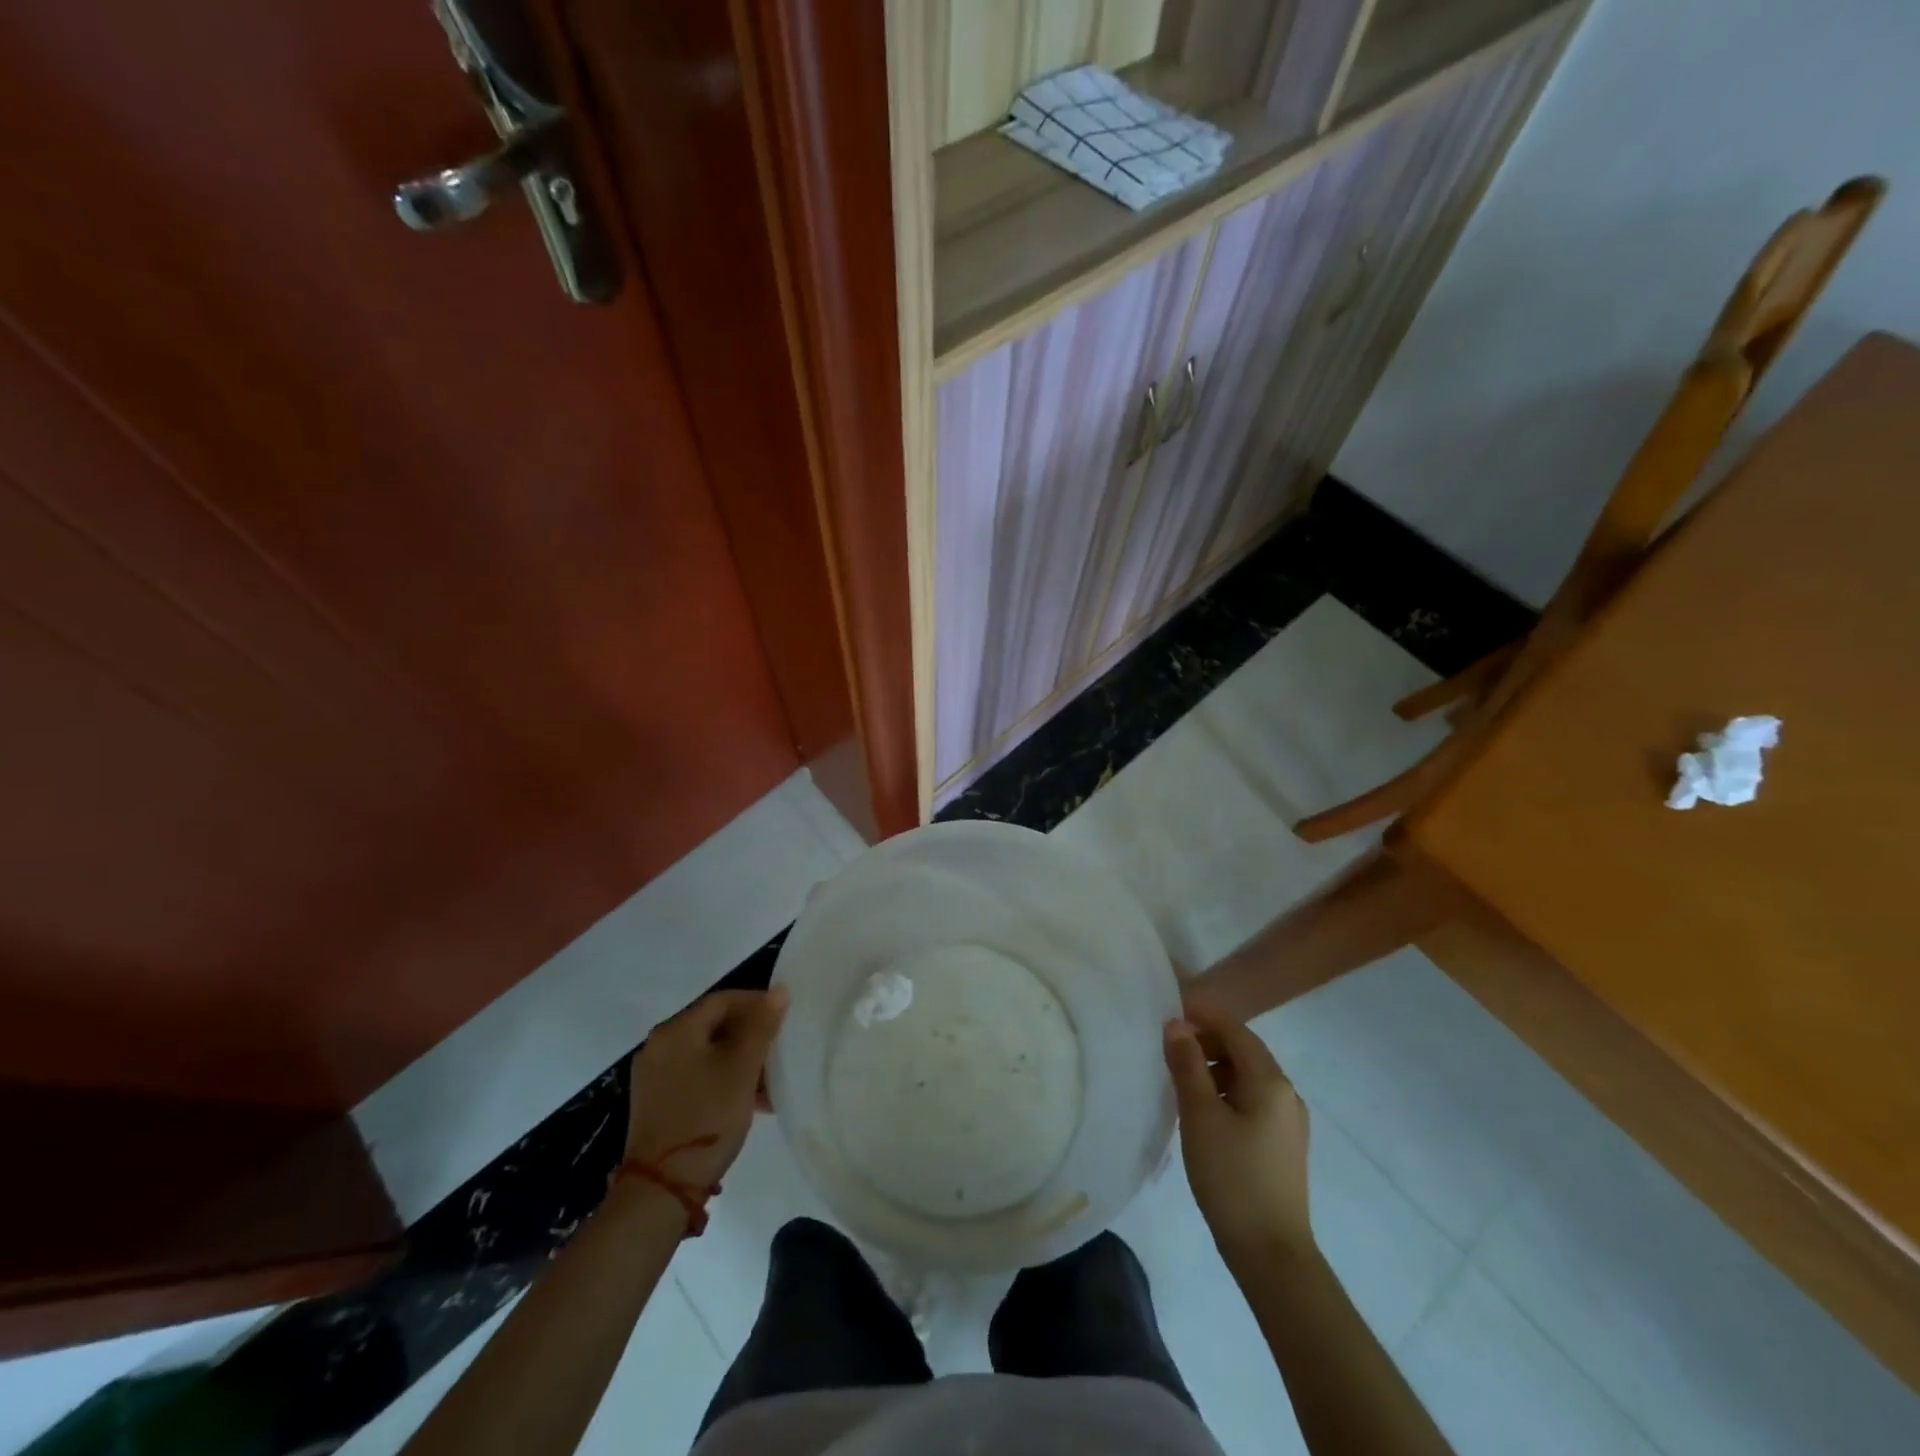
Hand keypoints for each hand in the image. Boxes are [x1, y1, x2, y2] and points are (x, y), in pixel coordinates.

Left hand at [626, 987, 788, 1193]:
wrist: (661, 1188)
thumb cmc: (707, 1117)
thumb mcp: (742, 1068)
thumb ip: (762, 1026)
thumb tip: (779, 990)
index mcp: (676, 1030)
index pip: (723, 1000)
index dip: (757, 1003)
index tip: (784, 1017)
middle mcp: (660, 1045)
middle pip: (714, 1025)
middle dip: (751, 1036)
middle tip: (778, 1050)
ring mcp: (655, 1075)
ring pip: (708, 1052)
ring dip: (740, 1060)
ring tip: (769, 1082)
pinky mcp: (657, 1101)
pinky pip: (697, 1074)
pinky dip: (723, 1078)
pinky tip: (749, 1100)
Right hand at [1163, 998, 1313, 1270]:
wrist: (1271, 1255)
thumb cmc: (1232, 1177)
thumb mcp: (1200, 1115)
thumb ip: (1187, 1064)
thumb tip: (1175, 1023)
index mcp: (1270, 1081)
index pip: (1235, 1030)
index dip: (1202, 1016)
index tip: (1168, 1012)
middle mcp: (1286, 1093)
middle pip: (1243, 1051)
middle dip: (1206, 1043)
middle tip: (1168, 1051)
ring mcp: (1288, 1121)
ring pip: (1246, 1077)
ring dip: (1214, 1069)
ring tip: (1179, 1083)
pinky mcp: (1282, 1144)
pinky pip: (1251, 1100)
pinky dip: (1225, 1093)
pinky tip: (1202, 1113)